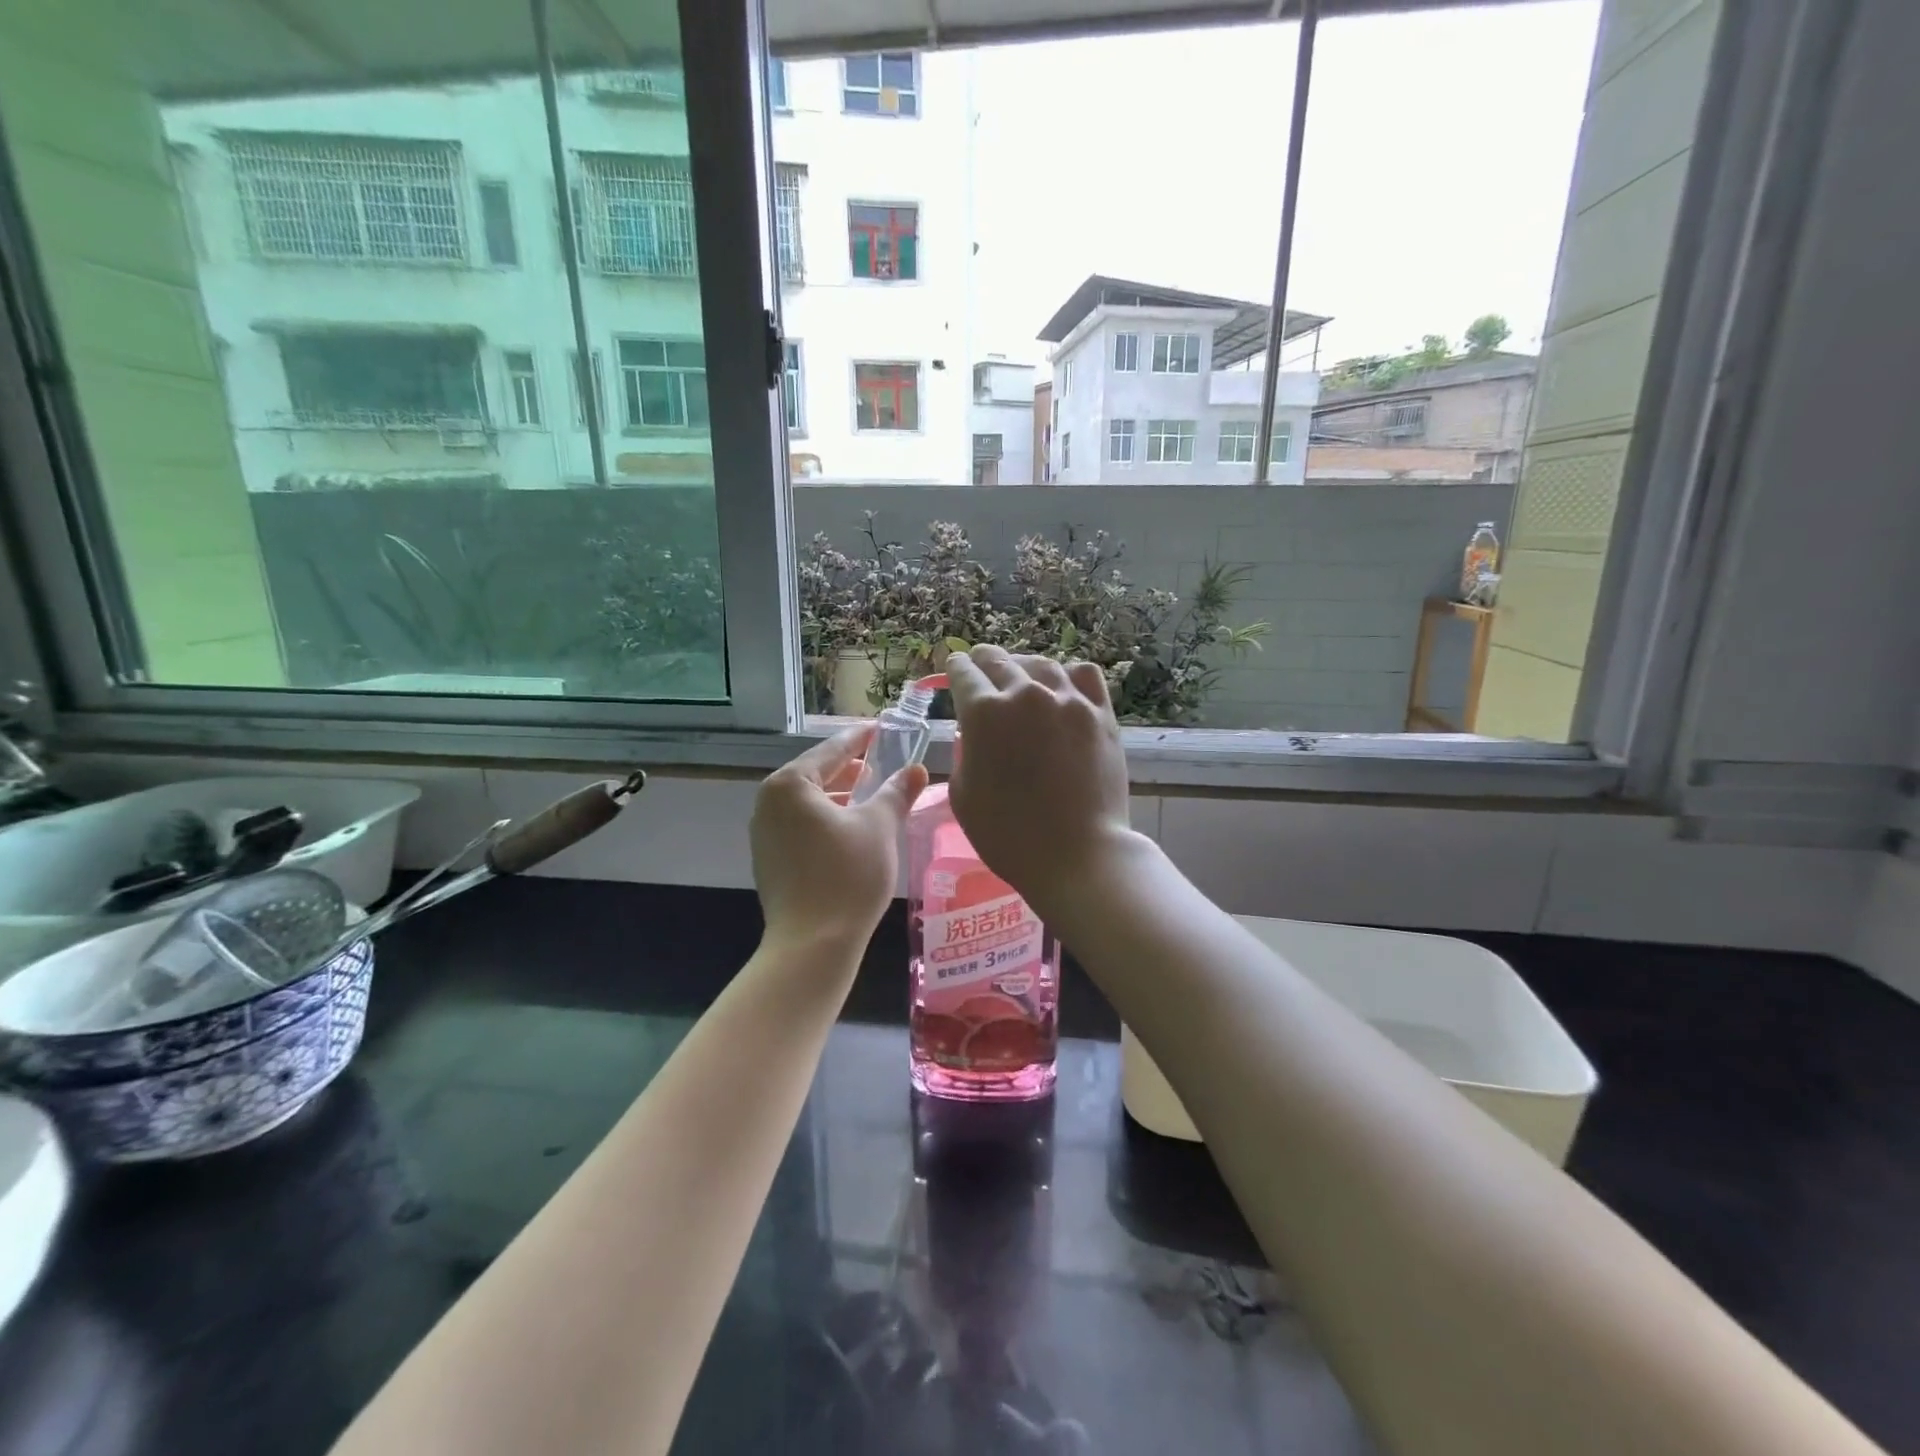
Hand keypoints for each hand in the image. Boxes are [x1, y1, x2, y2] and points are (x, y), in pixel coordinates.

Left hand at [751, 725, 926, 950]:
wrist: (813, 945)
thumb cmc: (848, 875)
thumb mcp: (880, 827)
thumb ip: (896, 792)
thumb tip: (916, 769)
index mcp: (790, 785)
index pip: (832, 750)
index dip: (860, 739)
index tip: (880, 728)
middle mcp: (768, 803)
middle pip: (815, 774)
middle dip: (849, 769)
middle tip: (880, 761)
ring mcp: (764, 834)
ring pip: (808, 803)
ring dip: (839, 796)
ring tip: (870, 796)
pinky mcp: (769, 861)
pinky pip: (800, 826)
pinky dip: (826, 820)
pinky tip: (850, 830)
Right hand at [945, 646, 1135, 912]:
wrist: (1076, 855)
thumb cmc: (1007, 834)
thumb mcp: (963, 794)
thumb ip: (966, 752)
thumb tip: (976, 734)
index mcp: (984, 712)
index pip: (962, 672)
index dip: (953, 668)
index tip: (953, 668)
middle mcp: (1025, 694)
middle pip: (998, 660)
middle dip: (982, 661)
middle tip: (978, 665)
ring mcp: (1068, 700)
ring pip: (1040, 664)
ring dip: (1022, 667)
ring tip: (1019, 676)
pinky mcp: (1100, 713)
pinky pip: (1083, 675)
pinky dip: (1067, 675)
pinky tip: (1061, 687)